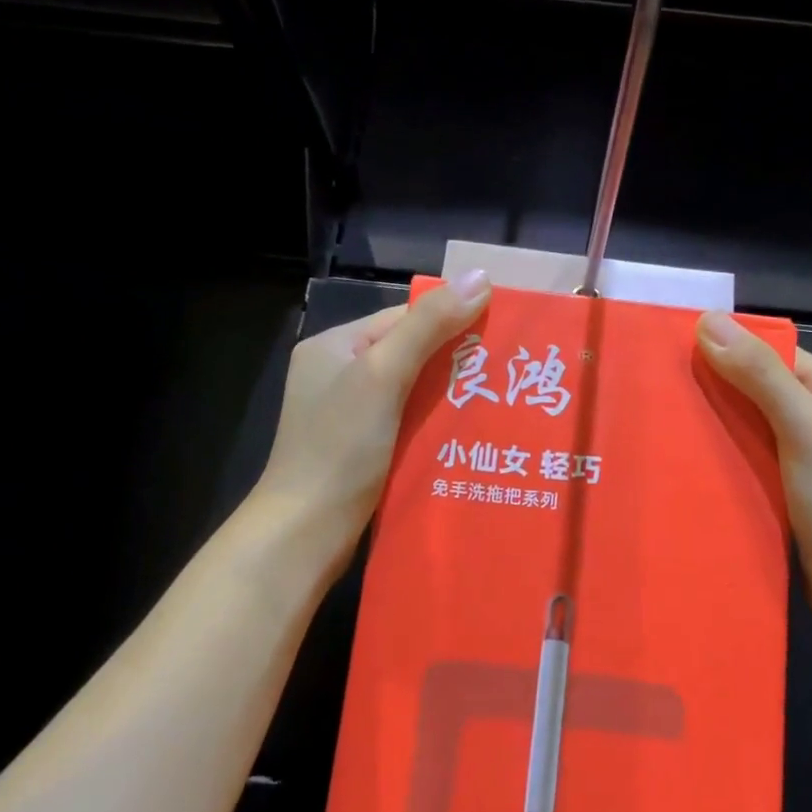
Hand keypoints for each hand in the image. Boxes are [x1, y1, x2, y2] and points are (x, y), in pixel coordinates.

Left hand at [253, 270, 492, 569]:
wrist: (304, 534)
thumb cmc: (340, 447)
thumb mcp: (383, 376)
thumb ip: (429, 326)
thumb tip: (481, 277)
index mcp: (335, 346)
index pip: (404, 318)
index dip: (451, 320)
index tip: (500, 333)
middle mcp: (339, 374)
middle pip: (410, 353)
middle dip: (455, 361)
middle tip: (507, 372)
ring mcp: (348, 414)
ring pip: (412, 390)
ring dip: (450, 395)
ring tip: (500, 401)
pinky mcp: (362, 448)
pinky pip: (407, 422)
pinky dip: (435, 424)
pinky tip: (469, 433)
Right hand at [696, 313, 811, 609]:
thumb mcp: (800, 424)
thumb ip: (758, 373)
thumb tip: (708, 320)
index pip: (777, 355)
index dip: (732, 351)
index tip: (681, 355)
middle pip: (763, 389)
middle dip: (720, 390)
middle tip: (667, 393)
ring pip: (756, 426)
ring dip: (721, 426)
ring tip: (671, 425)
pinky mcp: (798, 491)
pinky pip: (756, 459)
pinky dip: (730, 457)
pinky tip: (696, 463)